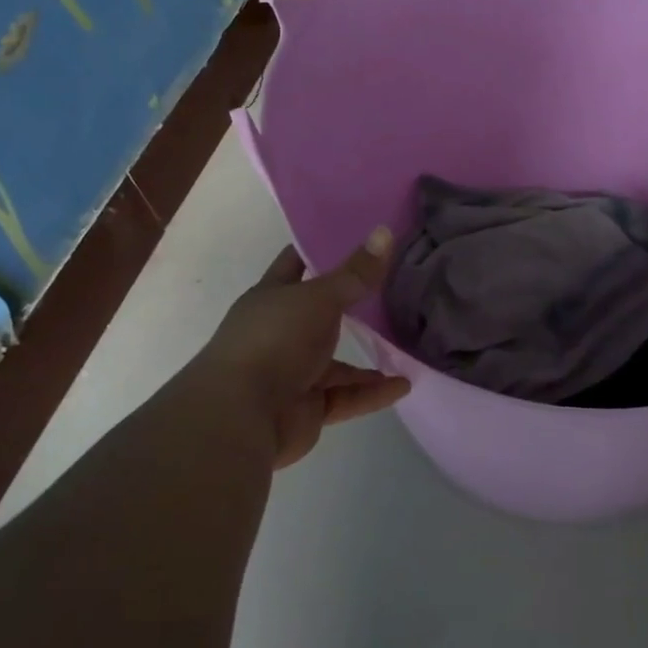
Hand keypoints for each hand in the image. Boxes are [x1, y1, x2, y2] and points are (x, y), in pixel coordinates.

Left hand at [192, 232, 410, 468]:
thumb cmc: (275, 341)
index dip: (320, 250)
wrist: (241, 416)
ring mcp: (292, 373)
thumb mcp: (319, 299)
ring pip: (336, 362)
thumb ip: (355, 273)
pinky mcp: (307, 409)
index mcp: (271, 298)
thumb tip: (385, 231)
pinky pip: (346, 397)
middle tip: (394, 289)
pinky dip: (372, 393)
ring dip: (368, 358)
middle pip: (320, 314)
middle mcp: (279, 333)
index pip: (295, 264)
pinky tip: (404, 385)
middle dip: (352, 306)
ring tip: (406, 347)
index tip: (356, 237)